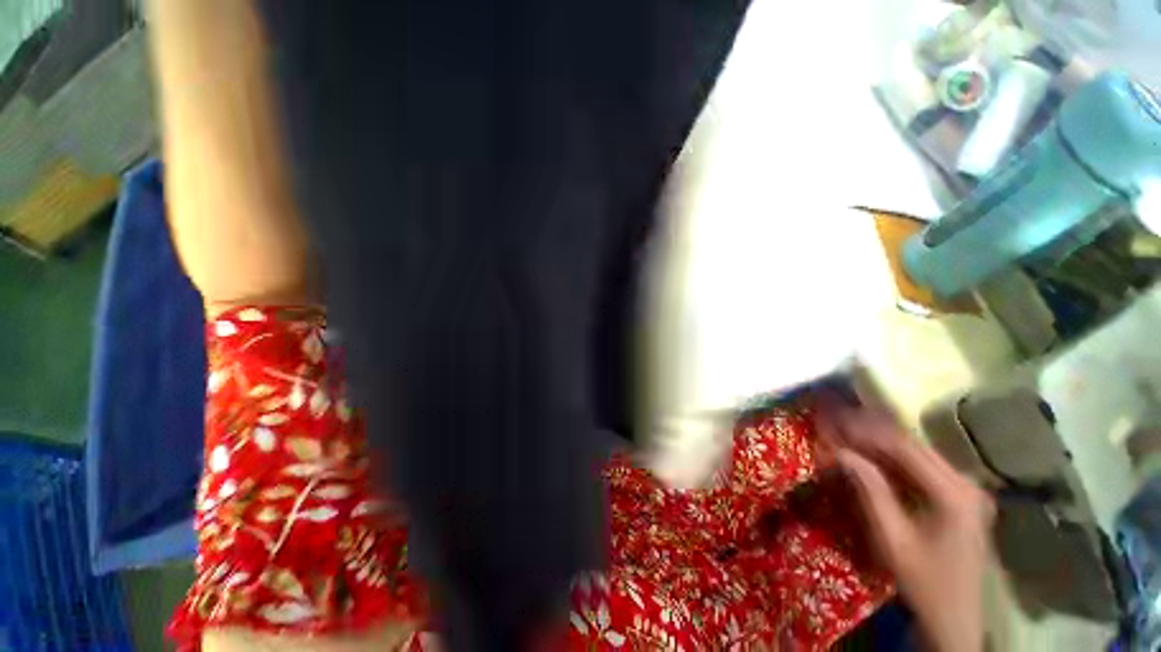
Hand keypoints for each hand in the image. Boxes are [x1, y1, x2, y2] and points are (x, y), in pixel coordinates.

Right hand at [817, 405, 994, 651]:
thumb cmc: (923, 580)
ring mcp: (968, 490)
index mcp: (954, 495)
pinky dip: (895, 460)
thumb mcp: (892, 538)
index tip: (836, 422)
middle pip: (914, 446)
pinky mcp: (962, 498)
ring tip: (849, 436)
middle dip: (873, 433)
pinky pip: (924, 468)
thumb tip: (840, 452)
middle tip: (838, 424)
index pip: (905, 448)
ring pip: (918, 454)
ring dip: (882, 444)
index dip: (867, 431)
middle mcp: (966, 484)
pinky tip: (872, 457)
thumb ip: (870, 491)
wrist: (955, 617)